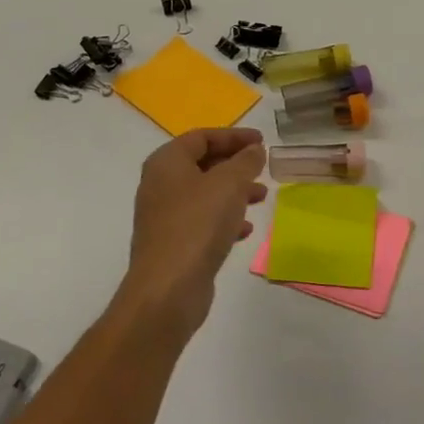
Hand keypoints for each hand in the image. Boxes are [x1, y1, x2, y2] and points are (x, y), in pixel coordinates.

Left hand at [118, 128, 267, 339]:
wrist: (168, 288)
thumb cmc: (198, 224)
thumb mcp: (229, 184)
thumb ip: (245, 162)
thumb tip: (254, 151)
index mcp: (167, 162)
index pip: (202, 137)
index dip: (233, 136)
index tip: (262, 141)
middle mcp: (160, 184)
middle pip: (202, 164)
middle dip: (235, 164)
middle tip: (263, 168)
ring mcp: (164, 216)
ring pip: (205, 194)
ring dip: (234, 191)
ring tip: (262, 197)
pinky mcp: (173, 243)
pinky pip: (202, 220)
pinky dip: (225, 218)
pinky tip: (244, 229)